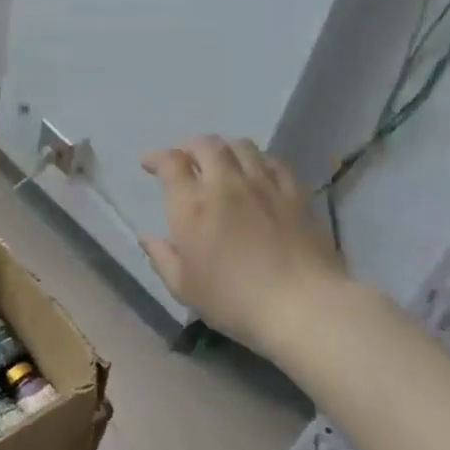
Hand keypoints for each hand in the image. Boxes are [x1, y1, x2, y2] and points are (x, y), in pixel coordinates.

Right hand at [138, 136, 344, 354]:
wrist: (303, 306)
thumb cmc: (234, 300)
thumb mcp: (184, 287)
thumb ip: (162, 257)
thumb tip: (146, 237)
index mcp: (192, 205)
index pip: (170, 162)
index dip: (156, 157)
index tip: (149, 164)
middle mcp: (225, 184)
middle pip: (206, 144)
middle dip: (190, 146)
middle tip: (185, 159)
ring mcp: (263, 185)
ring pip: (241, 145)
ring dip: (224, 148)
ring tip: (220, 161)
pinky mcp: (295, 193)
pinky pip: (273, 161)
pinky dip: (258, 160)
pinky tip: (257, 173)